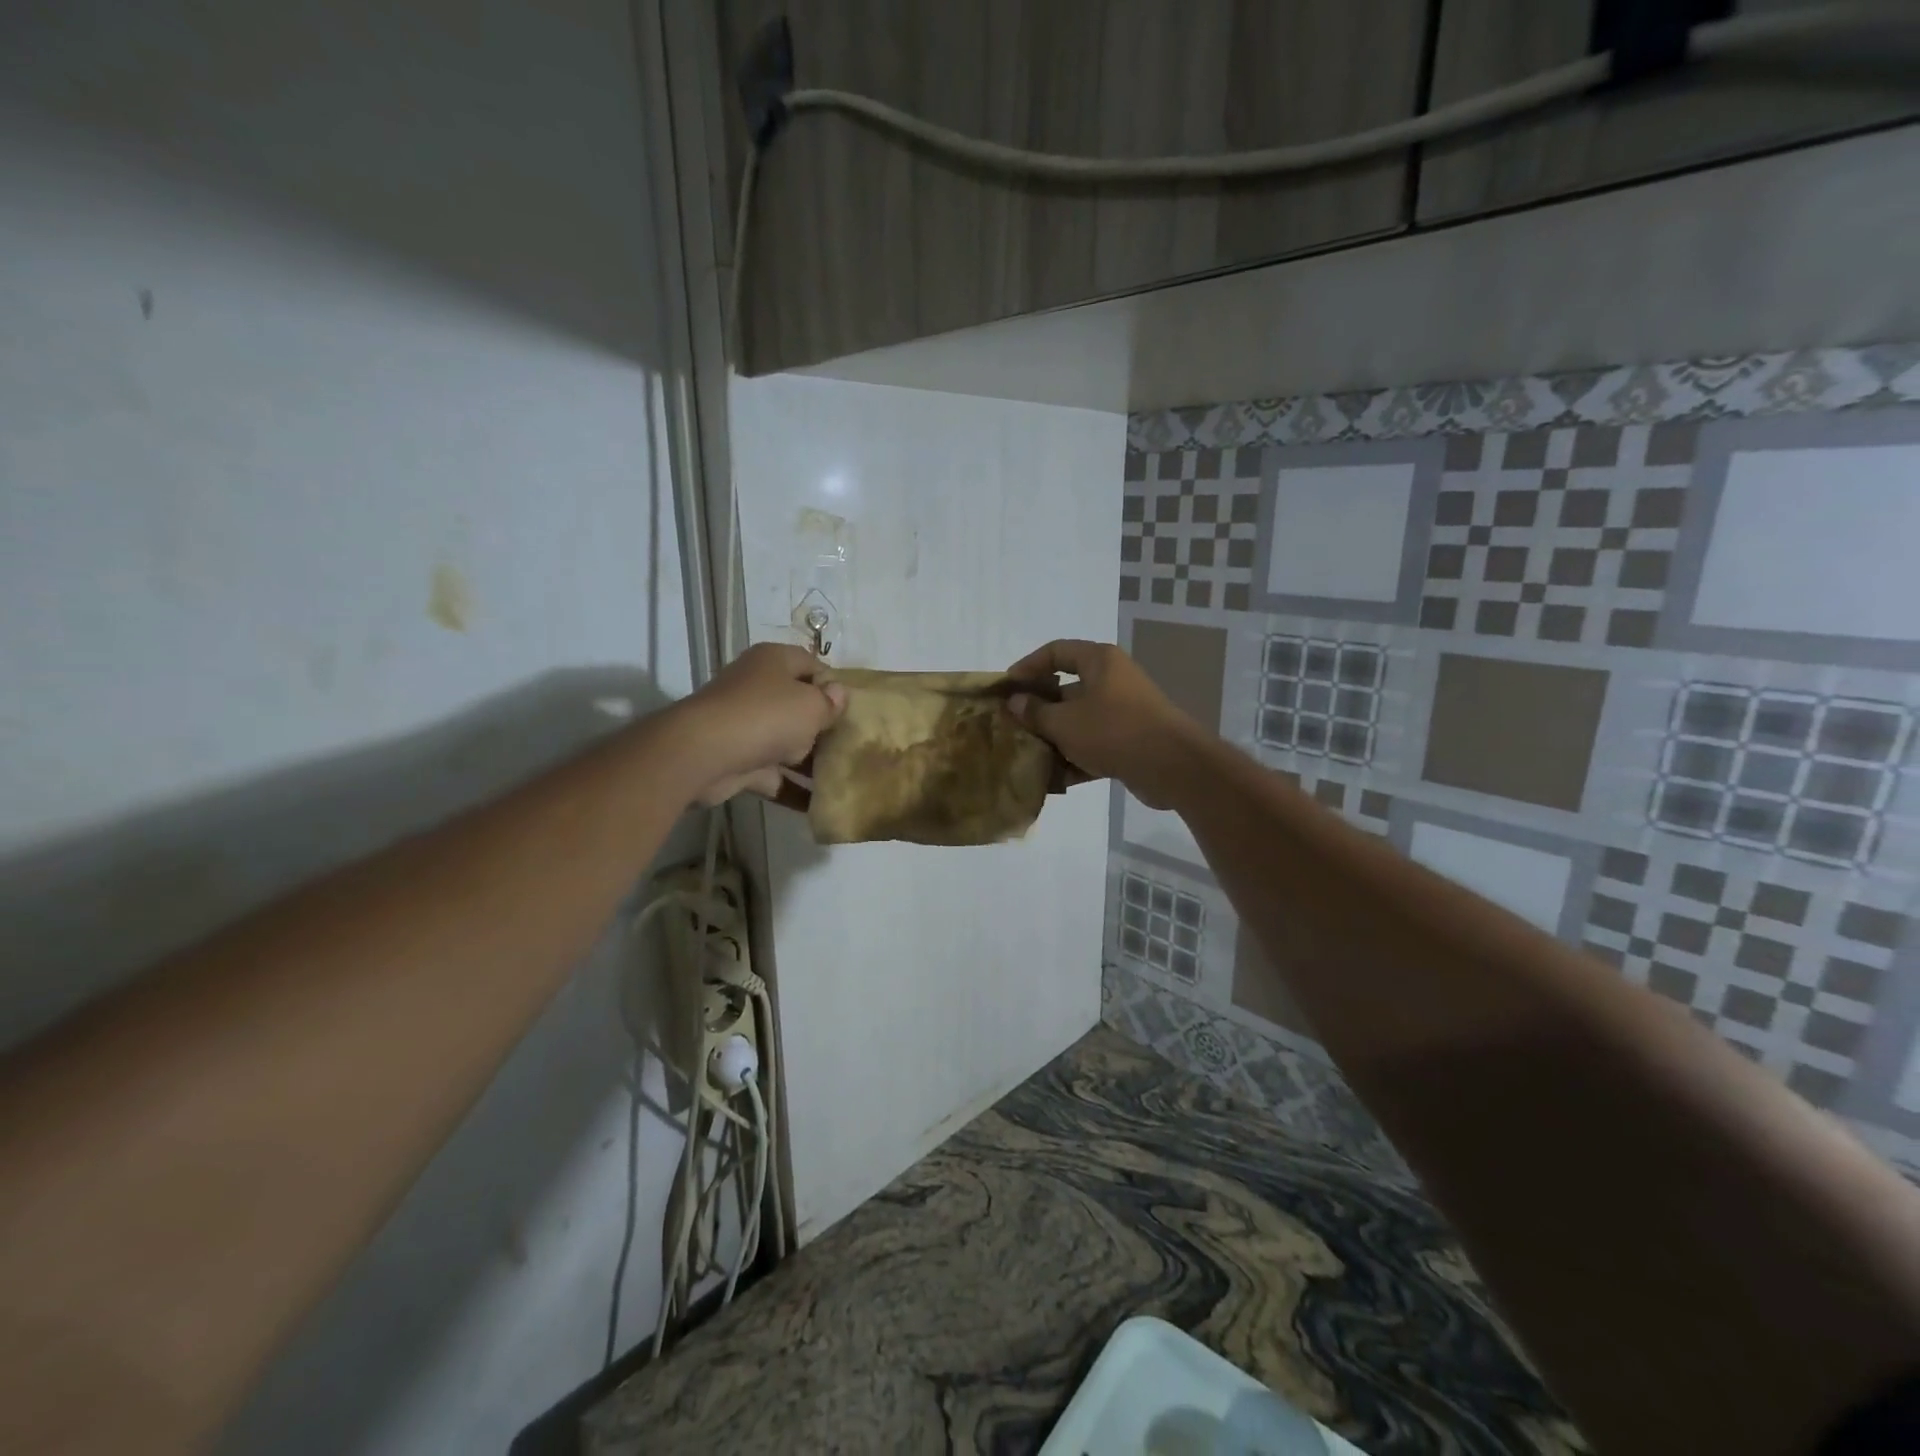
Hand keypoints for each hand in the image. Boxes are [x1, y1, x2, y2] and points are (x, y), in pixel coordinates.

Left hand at [673, 644, 847, 808]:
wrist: (703, 754)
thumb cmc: (765, 716)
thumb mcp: (811, 706)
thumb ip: (831, 703)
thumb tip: (838, 696)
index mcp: (774, 662)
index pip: (813, 666)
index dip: (836, 686)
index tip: (858, 710)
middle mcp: (757, 688)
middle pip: (800, 705)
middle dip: (826, 727)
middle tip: (855, 746)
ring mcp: (745, 725)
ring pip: (787, 742)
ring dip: (812, 762)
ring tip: (845, 778)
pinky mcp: (738, 759)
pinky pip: (773, 774)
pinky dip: (793, 788)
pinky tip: (820, 805)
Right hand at [1002, 640, 1204, 808]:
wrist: (1173, 766)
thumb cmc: (1114, 731)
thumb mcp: (1065, 722)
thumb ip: (1036, 712)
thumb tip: (1016, 702)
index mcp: (1098, 661)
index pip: (1055, 651)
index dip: (1028, 666)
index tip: (1006, 687)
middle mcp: (1112, 680)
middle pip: (1066, 689)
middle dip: (1038, 710)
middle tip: (1012, 727)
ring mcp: (1123, 711)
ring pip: (1079, 720)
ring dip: (1054, 739)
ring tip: (1027, 756)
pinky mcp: (1130, 741)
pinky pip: (1094, 744)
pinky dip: (1076, 758)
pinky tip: (1053, 781)